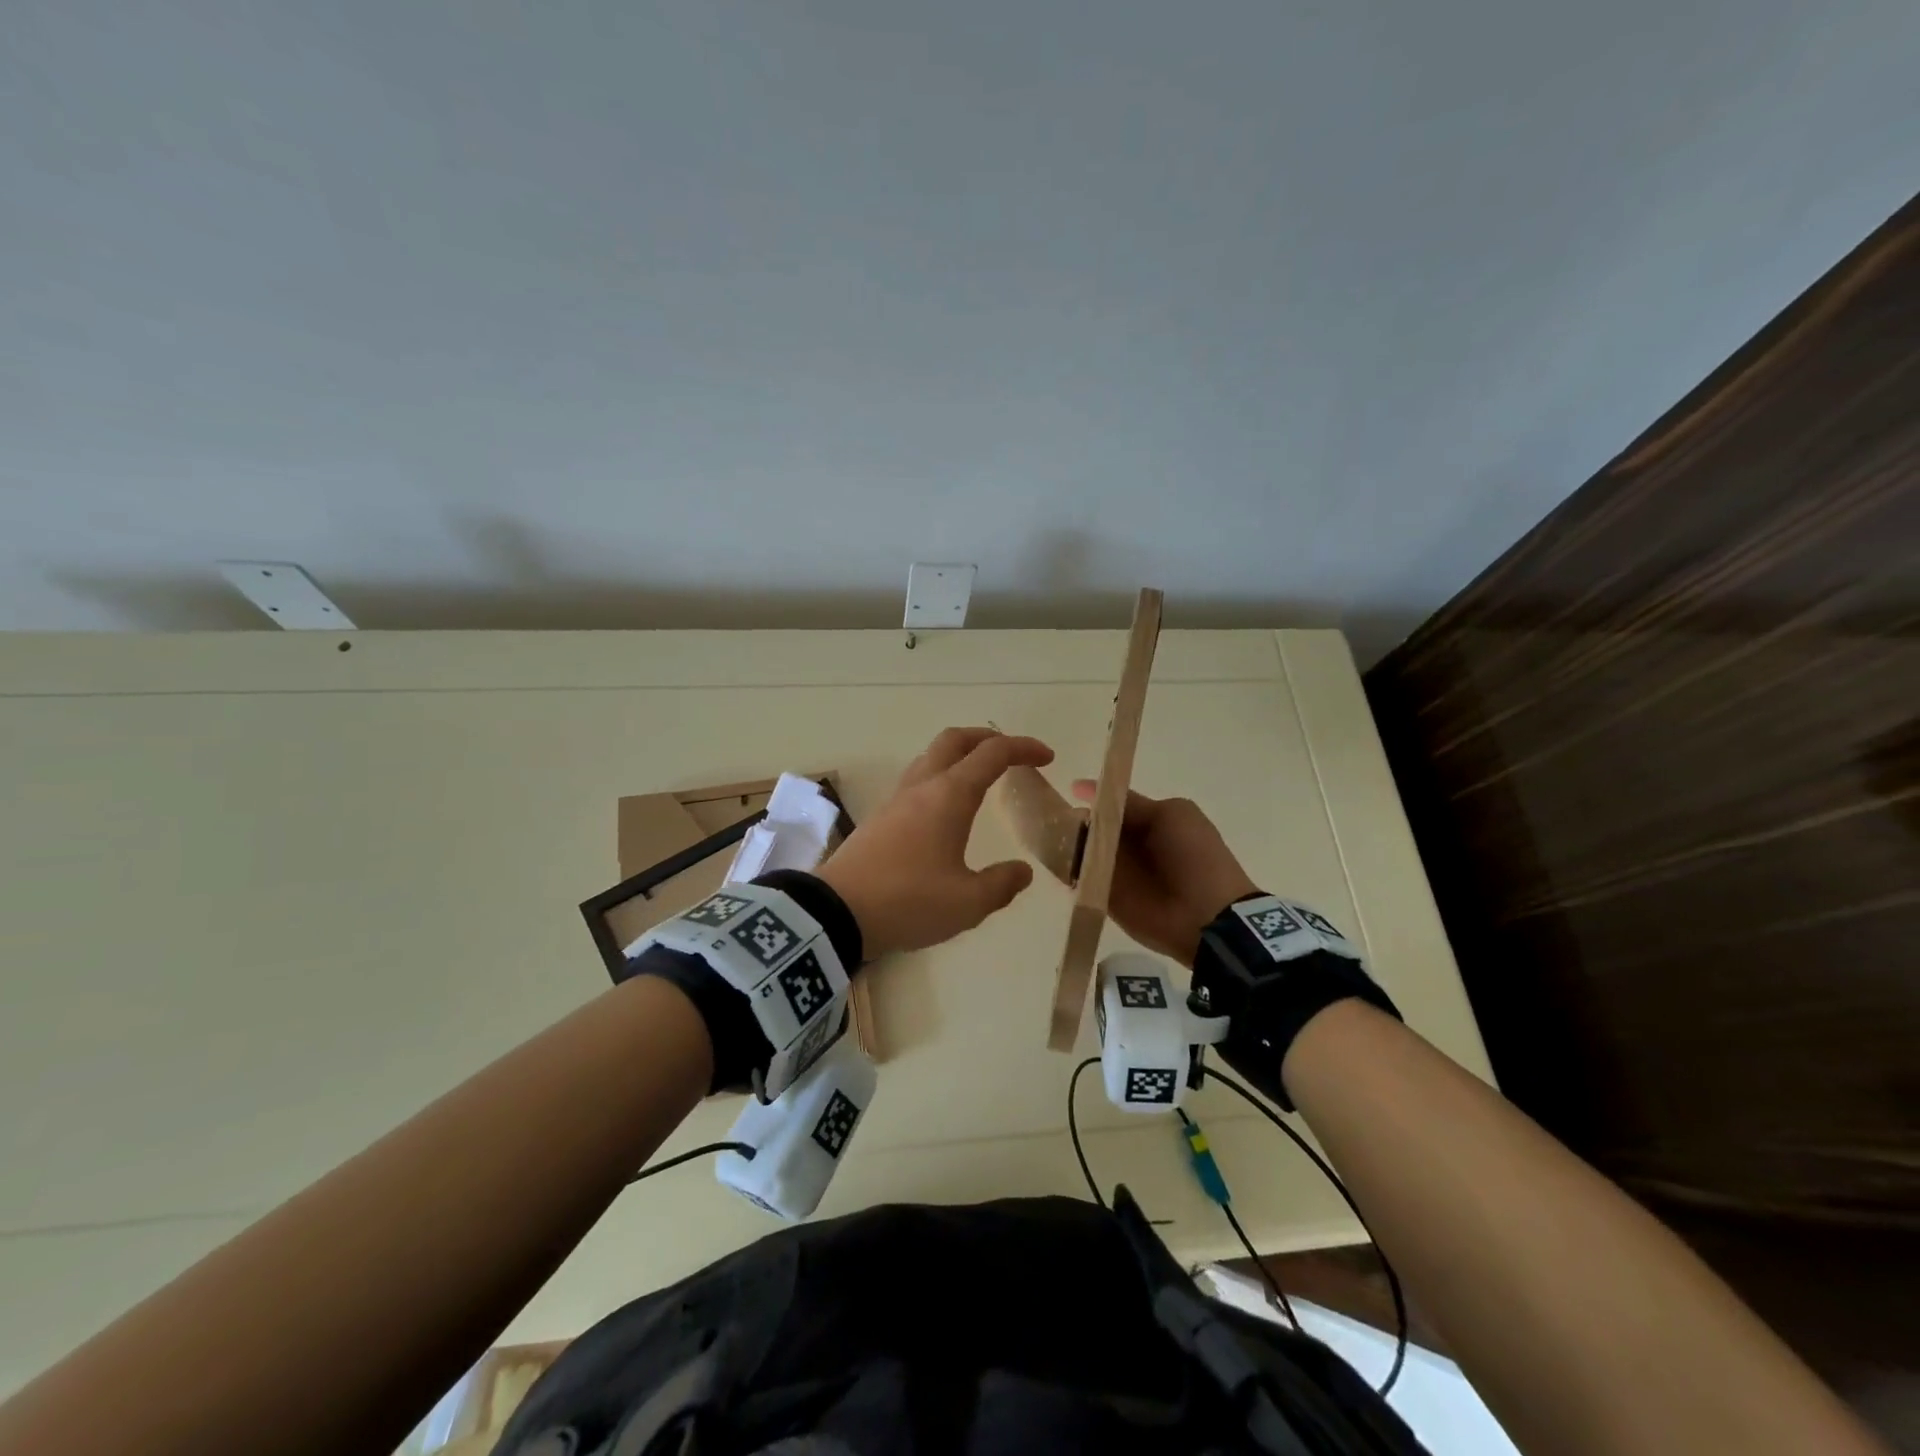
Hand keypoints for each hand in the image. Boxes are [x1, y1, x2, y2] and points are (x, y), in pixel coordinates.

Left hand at [817, 728, 1053, 958]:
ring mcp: (896, 800)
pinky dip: (940, 777)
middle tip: (1011, 754)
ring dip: (960, 756)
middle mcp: (922, 787)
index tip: (1047, 758)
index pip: (993, 754)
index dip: (1023, 748)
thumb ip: (1001, 884)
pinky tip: (946, 809)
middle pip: (955, 740)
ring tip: (980, 777)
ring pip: (931, 757)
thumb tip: (1022, 872)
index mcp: (949, 796)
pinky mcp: (879, 817)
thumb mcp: (967, 903)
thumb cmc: (908, 901)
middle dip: (987, 739)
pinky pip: (916, 780)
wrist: (836, 913)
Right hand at [1071, 781, 1257, 965]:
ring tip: (1051, 843)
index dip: (1088, 798)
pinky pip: (1079, 882)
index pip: (1107, 805)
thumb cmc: (1194, 856)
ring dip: (1065, 847)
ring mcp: (1113, 873)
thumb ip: (1128, 803)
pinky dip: (1068, 874)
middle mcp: (1125, 845)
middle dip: (1070, 822)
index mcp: (1144, 821)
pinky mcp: (1104, 899)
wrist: (1208, 915)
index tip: (1066, 793)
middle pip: (1088, 828)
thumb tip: (1083, 788)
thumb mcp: (1169, 815)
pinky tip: (1058, 866)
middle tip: (1053, 822)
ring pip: (1079, 853)